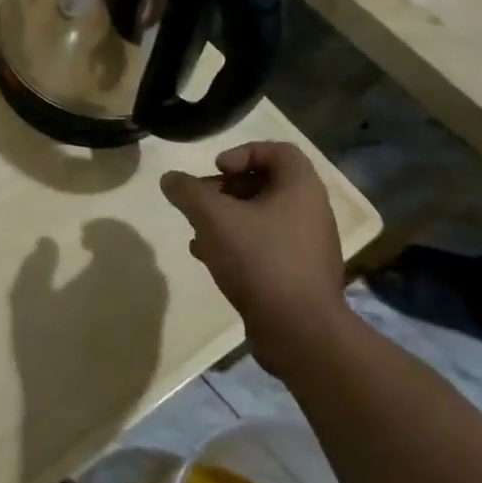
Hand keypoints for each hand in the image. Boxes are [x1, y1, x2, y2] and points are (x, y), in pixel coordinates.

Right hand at [160, 141, 354, 376]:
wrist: (299, 332)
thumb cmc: (259, 259)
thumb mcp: (212, 217)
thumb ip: (187, 191)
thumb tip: (170, 179)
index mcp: (301, 188)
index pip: (277, 150)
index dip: (242, 152)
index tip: (217, 171)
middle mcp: (311, 211)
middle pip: (265, 183)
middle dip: (226, 189)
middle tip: (201, 202)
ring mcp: (308, 246)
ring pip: (262, 216)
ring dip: (227, 217)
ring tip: (198, 231)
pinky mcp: (299, 274)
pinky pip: (266, 245)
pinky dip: (238, 243)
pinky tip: (210, 258)